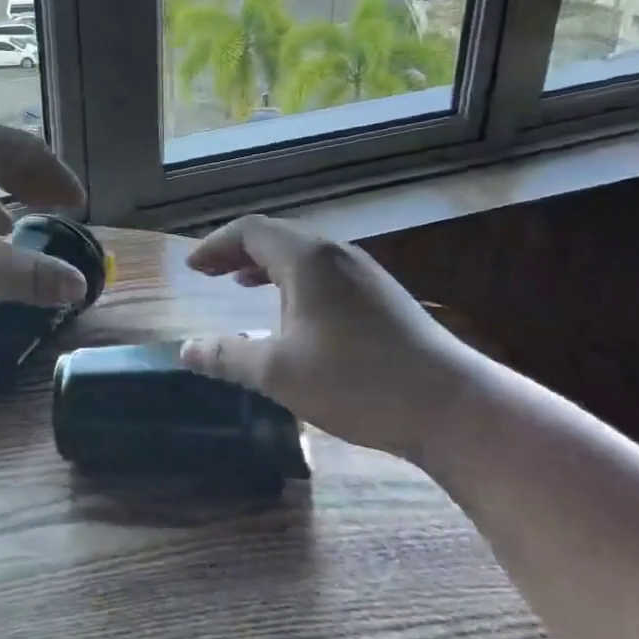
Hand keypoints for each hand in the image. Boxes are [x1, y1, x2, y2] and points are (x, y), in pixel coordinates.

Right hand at [178, 215, 476, 462]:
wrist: (452, 407)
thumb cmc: (357, 381)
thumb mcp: (279, 372)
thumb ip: (227, 356)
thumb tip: (186, 350)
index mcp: (307, 260)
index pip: (250, 231)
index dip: (215, 245)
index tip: (192, 267)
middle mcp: (336, 255)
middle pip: (277, 237)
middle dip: (236, 252)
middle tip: (209, 273)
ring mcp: (364, 274)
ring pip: (303, 254)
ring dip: (266, 265)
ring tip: (241, 284)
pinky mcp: (383, 297)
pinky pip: (324, 272)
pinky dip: (293, 280)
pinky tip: (293, 312)